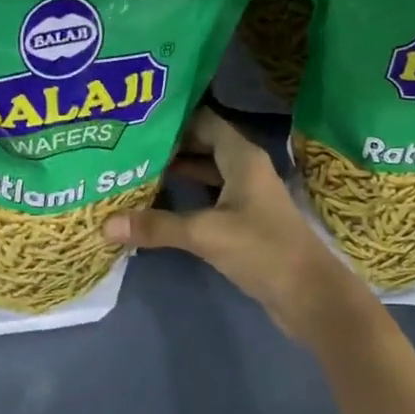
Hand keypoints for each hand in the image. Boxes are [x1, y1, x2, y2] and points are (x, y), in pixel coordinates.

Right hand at [102, 108, 357, 335]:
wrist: (309, 295)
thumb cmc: (263, 250)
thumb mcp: (206, 234)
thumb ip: (157, 226)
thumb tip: (105, 224)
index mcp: (242, 157)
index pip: (203, 121)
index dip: (173, 118)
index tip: (136, 119)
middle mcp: (245, 168)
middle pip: (202, 144)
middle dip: (168, 144)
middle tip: (127, 143)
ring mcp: (246, 195)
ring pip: (205, 172)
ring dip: (175, 171)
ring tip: (135, 168)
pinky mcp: (244, 220)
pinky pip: (209, 197)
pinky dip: (185, 195)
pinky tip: (157, 202)